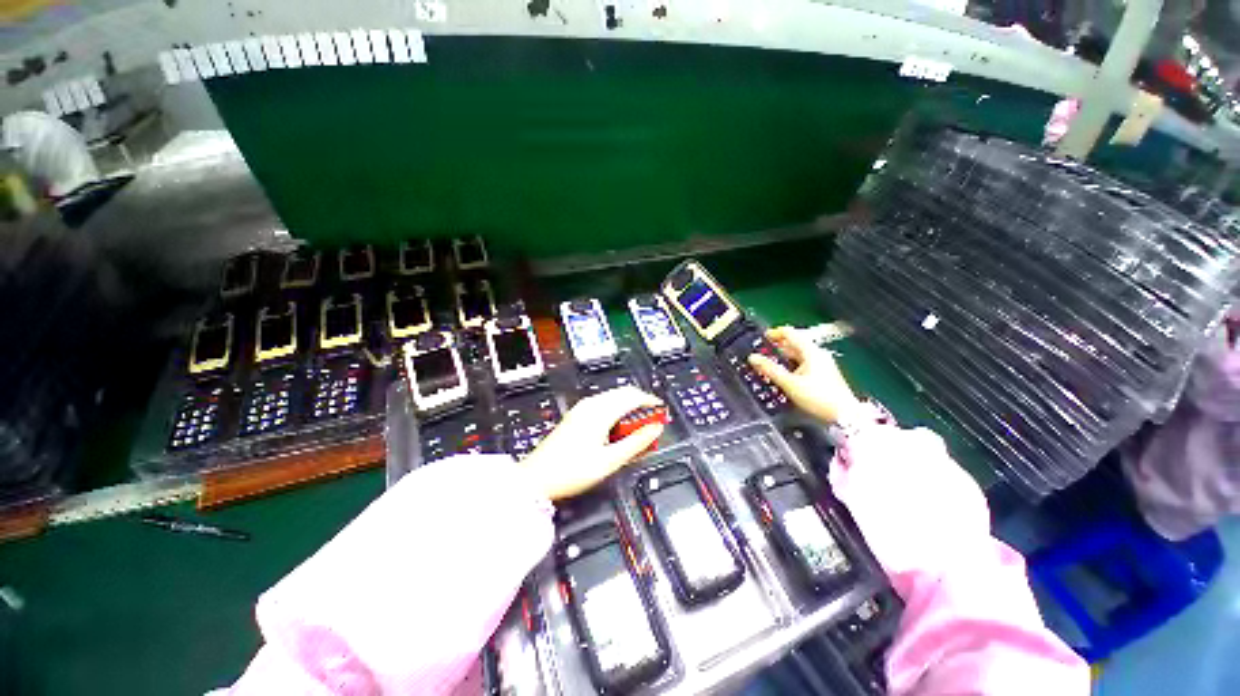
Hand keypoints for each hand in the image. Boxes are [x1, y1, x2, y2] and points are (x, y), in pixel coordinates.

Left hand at [522, 386, 665, 500]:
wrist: (536, 478)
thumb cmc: (572, 470)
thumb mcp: (609, 461)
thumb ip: (636, 443)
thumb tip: (656, 429)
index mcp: (600, 412)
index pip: (632, 396)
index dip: (651, 401)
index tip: (663, 410)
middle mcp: (590, 405)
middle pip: (623, 393)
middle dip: (641, 403)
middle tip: (654, 419)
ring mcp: (582, 409)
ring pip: (613, 398)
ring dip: (629, 407)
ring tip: (638, 426)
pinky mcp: (576, 415)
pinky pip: (603, 404)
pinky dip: (617, 411)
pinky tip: (619, 427)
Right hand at [748, 326, 860, 424]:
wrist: (845, 416)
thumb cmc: (818, 398)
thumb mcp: (789, 383)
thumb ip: (770, 369)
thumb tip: (753, 358)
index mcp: (811, 352)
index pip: (790, 333)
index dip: (774, 333)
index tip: (762, 337)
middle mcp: (818, 355)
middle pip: (794, 343)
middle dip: (777, 346)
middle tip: (763, 352)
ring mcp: (822, 364)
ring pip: (799, 355)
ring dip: (784, 357)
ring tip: (770, 364)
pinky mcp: (824, 375)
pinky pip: (804, 364)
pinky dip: (792, 365)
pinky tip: (785, 374)